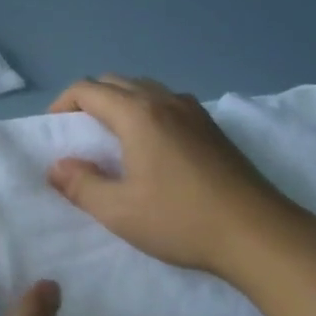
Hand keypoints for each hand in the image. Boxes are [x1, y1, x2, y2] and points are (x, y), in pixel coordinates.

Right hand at [47, 75, 315, 277]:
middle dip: (89, 100)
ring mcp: (193, 111)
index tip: (55, 131)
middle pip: (115, 82)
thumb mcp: (119, 211)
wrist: (259, 234)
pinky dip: (147, 111)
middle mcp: (164, 101)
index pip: (87, 89)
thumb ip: (81, 185)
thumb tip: (57, 166)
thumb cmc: (181, 220)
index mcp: (137, 113)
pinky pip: (167, 103)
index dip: (63, 104)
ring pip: (144, 89)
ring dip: (120, 103)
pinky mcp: (213, 127)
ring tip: (113, 139)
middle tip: (80, 134)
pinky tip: (153, 147)